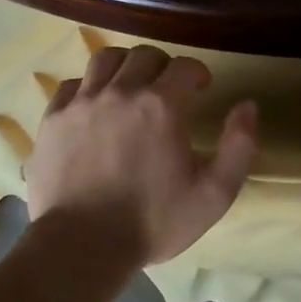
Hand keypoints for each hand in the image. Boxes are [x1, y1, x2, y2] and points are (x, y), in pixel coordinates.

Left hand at [27, 45, 258, 266]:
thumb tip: (248, 106)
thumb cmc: (153, 221)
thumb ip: (239, 146)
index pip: (184, 66)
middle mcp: (121, 92)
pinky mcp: (53, 120)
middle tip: (168, 90)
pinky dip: (88, 87)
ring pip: (106, 60)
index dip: (197, 74)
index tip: (201, 89)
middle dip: (163, 66)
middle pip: (144, 56)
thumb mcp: (214, 194)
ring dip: (125, 67)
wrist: (82, 245)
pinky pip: (72, 85)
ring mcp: (82, 103)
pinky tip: (94, 107)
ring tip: (130, 88)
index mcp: (162, 105)